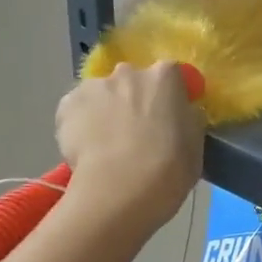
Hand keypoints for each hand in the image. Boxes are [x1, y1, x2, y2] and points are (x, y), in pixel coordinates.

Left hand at [55, 63, 203, 229]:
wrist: (122, 189)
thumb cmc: (170, 167)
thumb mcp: (195, 140)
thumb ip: (187, 117)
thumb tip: (180, 113)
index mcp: (165, 76)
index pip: (171, 75)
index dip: (169, 96)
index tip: (169, 116)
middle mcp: (128, 72)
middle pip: (132, 81)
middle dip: (134, 99)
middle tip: (137, 131)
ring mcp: (94, 86)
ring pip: (102, 94)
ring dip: (106, 110)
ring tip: (108, 145)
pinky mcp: (66, 105)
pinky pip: (77, 110)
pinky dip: (82, 124)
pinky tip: (89, 149)